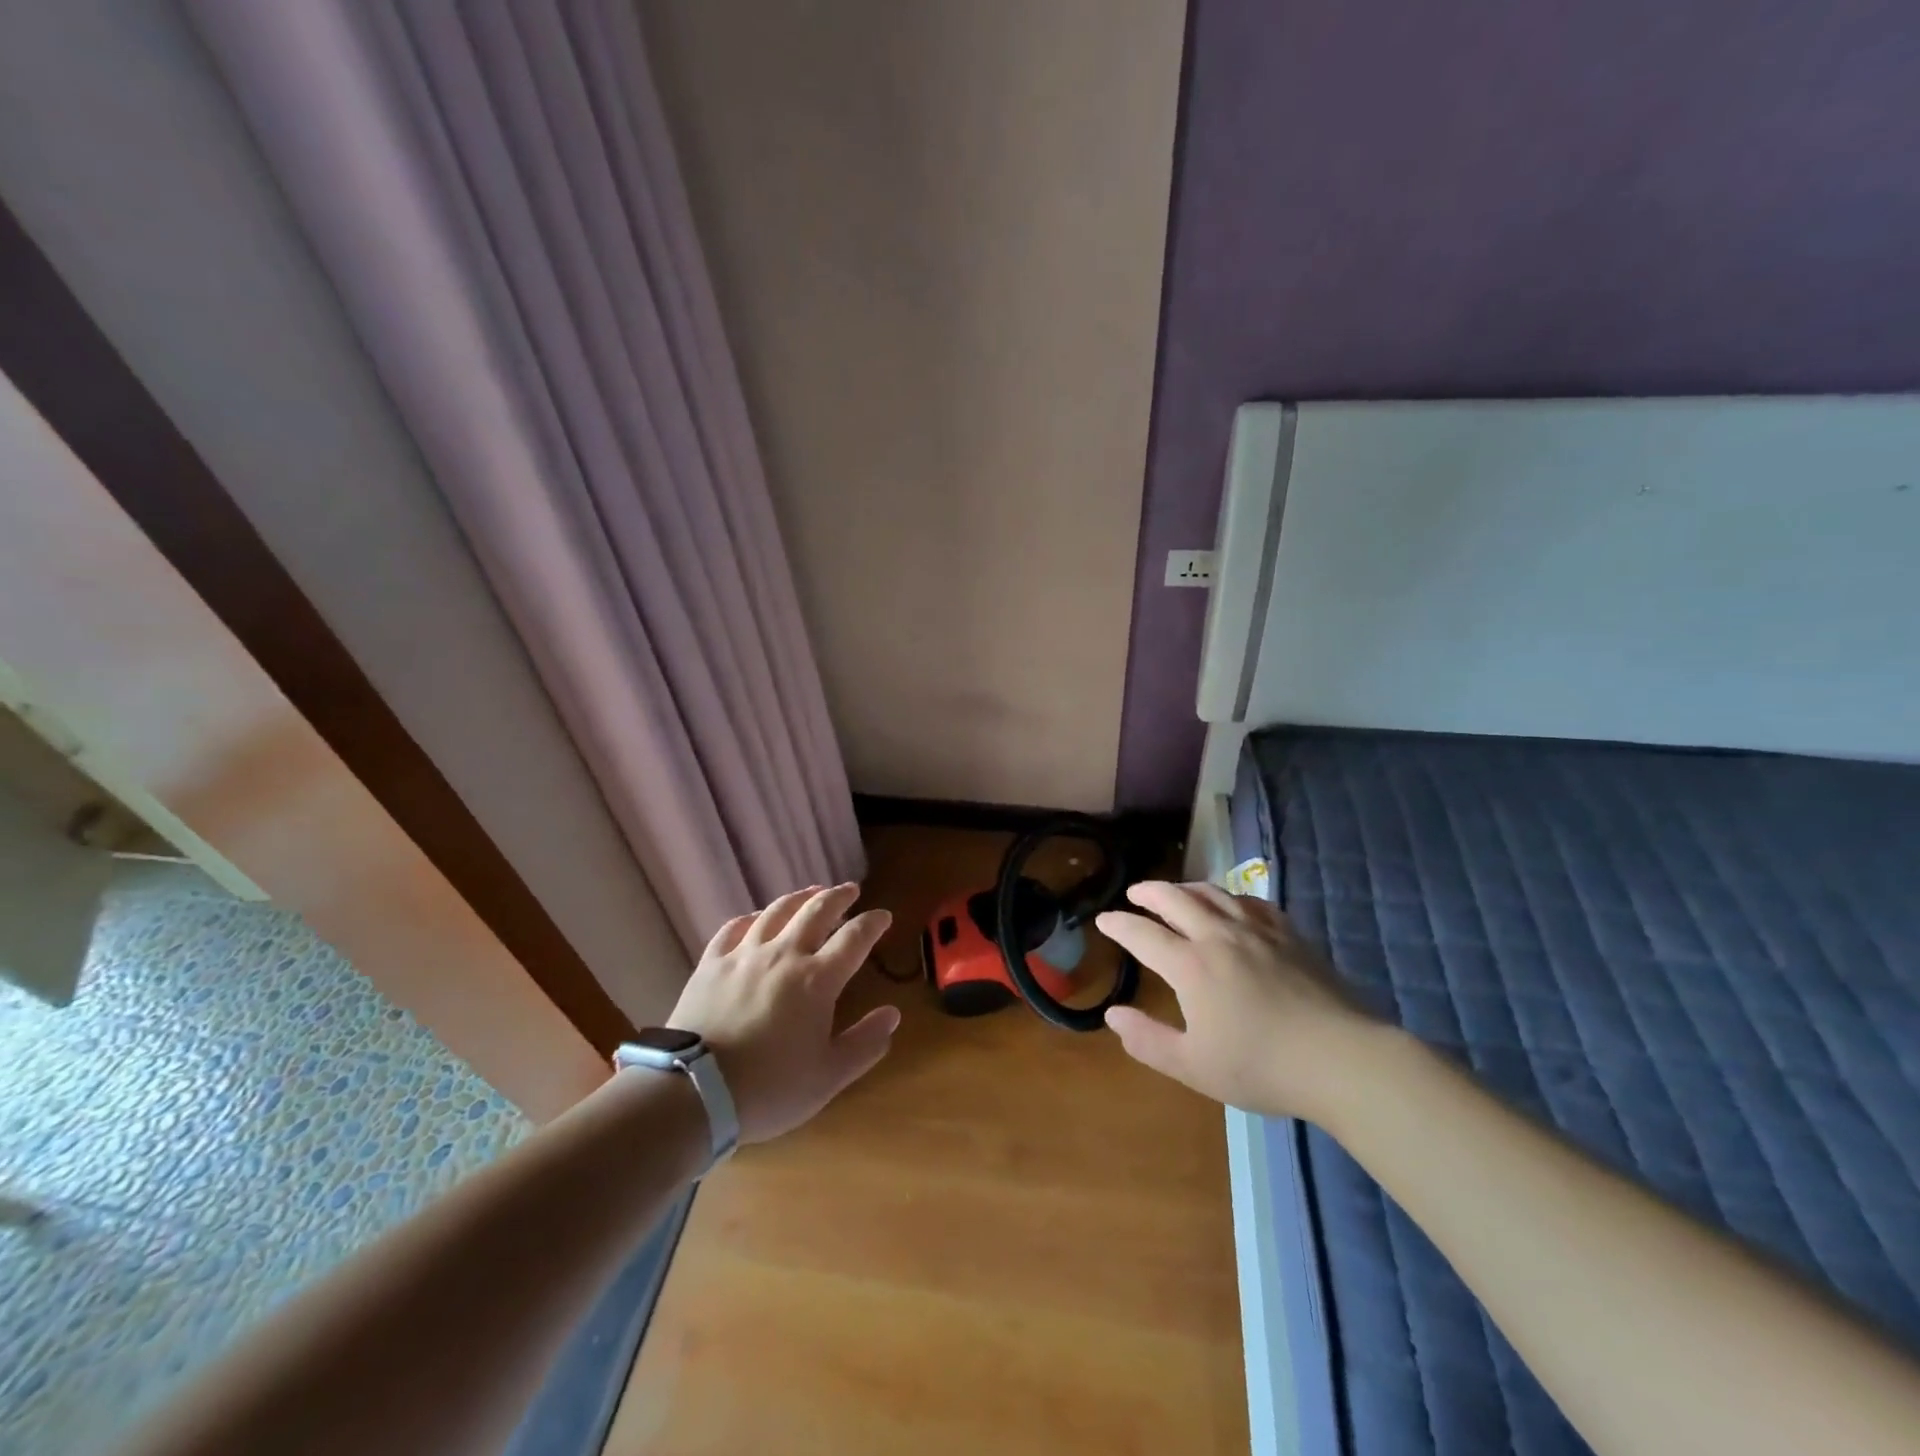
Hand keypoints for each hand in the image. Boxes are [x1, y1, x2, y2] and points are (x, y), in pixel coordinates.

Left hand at [667, 884, 897, 1143]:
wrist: (694, 1092)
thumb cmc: (769, 1088)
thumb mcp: (829, 1076)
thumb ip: (865, 1043)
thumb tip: (893, 1014)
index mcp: (818, 979)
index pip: (854, 938)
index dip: (872, 923)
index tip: (884, 916)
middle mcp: (784, 955)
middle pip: (817, 911)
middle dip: (838, 896)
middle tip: (850, 889)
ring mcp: (744, 955)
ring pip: (777, 911)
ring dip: (799, 897)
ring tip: (811, 892)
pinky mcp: (711, 963)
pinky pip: (734, 928)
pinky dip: (751, 917)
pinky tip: (756, 918)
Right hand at [1096, 882, 1381, 1123]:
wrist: (1341, 1059)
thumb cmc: (1262, 1067)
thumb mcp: (1193, 1066)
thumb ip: (1147, 1040)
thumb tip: (1112, 1014)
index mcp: (1190, 966)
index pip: (1142, 934)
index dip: (1118, 925)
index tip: (1104, 920)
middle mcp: (1218, 936)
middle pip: (1175, 899)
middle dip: (1149, 892)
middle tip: (1135, 893)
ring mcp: (1256, 931)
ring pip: (1212, 894)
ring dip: (1186, 888)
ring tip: (1175, 892)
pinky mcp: (1289, 935)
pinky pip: (1251, 903)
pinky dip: (1230, 898)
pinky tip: (1231, 905)